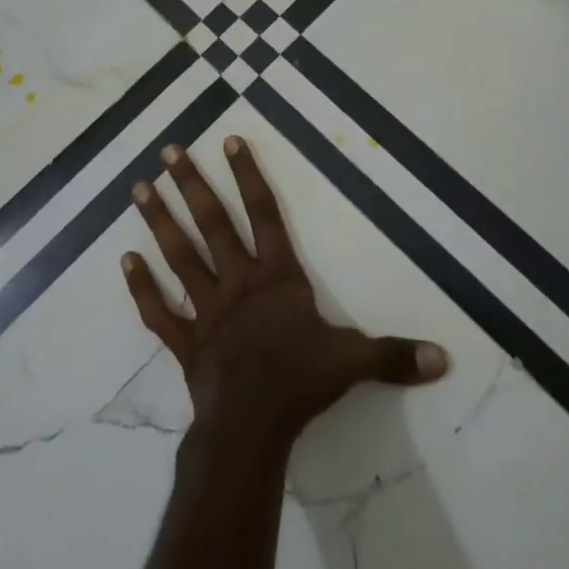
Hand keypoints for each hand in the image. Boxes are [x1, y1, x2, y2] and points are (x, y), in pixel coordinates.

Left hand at [123, 136, 448, 456]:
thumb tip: (444, 357)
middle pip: (212, 223)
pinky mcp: (185, 341)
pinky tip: (124, 260)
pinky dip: (141, 287)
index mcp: (276, 277)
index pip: (263, 213)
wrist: (251, 428)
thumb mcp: (354, 363)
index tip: (230, 140)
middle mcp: (237, 281)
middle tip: (169, 150)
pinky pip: (159, 311)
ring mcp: (207, 309)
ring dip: (159, 220)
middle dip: (192, 184)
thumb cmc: (300, 383)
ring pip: (180, 255)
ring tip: (138, 187)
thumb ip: (395, 355)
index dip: (249, 175)